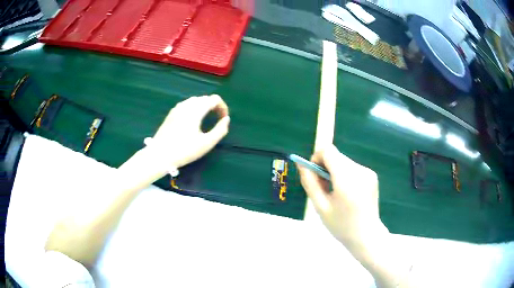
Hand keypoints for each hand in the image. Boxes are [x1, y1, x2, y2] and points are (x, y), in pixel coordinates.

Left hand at [148, 94, 229, 170]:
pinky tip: (193, 120)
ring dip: (204, 106)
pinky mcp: (171, 114)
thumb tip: (226, 119)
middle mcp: (186, 105)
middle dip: (214, 106)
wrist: (160, 155)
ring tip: (207, 119)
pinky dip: (194, 108)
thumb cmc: (184, 150)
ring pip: (195, 100)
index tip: (224, 119)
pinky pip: (186, 104)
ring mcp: (177, 108)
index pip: (214, 99)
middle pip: (205, 98)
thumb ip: (220, 130)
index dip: (223, 107)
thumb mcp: (206, 143)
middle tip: (217, 119)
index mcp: (196, 110)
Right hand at [298, 144, 386, 246]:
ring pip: (344, 161)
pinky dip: (345, 175)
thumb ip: (310, 183)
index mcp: (346, 180)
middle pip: (336, 156)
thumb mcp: (320, 207)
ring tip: (335, 193)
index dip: (317, 158)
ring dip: (335, 171)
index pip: (328, 151)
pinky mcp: (372, 175)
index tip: (314, 174)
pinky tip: (347, 193)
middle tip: (323, 188)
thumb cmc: (341, 225)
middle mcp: (359, 171)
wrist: (367, 235)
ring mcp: (368, 172)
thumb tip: (301, 165)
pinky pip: (352, 168)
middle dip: (325, 167)